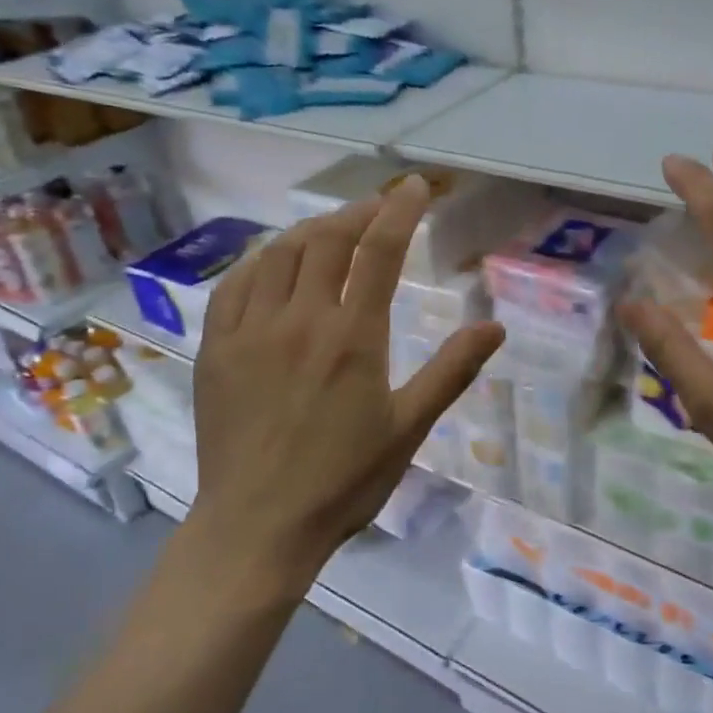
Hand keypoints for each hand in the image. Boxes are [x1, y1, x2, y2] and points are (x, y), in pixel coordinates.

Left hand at [188, 177, 504, 585]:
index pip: (378, 250)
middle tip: (377, 207)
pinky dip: (260, 260)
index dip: (398, 210)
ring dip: (310, 231)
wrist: (258, 526)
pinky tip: (272, 262)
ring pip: (279, 253)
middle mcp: (299, 319)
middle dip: (357, 213)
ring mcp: (250, 330)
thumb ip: (451, 371)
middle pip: (327, 240)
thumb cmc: (343, 482)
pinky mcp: (216, 347)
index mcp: (352, 337)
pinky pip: (235, 284)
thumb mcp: (408, 429)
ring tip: (331, 230)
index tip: (412, 187)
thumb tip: (495, 327)